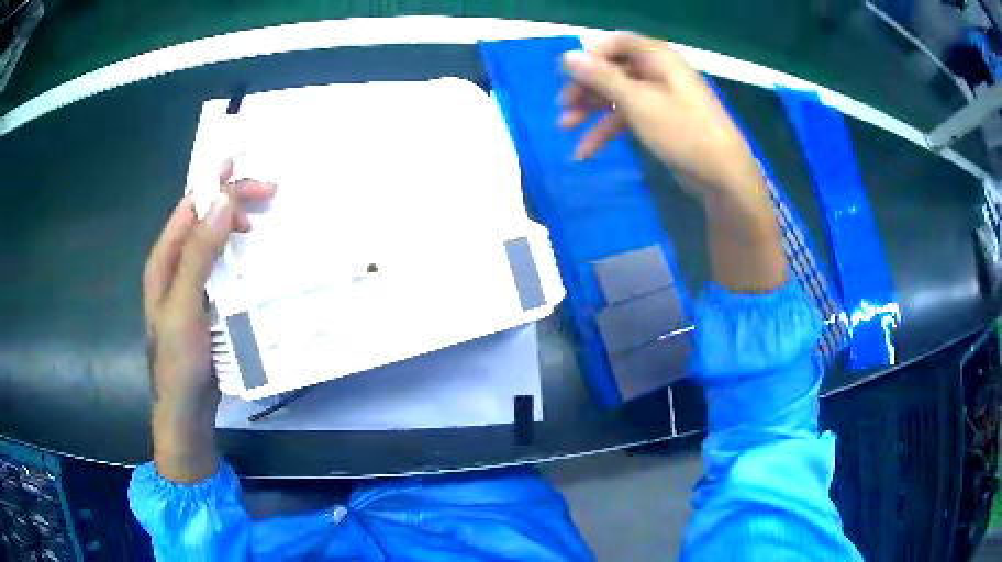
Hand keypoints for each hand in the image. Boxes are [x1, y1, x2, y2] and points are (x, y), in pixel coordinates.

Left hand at [142, 162, 274, 481]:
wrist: (186, 409)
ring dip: (237, 223)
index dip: (218, 184)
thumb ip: (200, 253)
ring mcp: (191, 283)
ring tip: (264, 220)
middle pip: (204, 217)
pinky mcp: (206, 300)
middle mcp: (176, 264)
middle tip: (270, 195)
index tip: (252, 176)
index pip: (192, 206)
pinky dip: (239, 252)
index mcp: (165, 259)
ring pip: (214, 238)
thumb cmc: (180, 359)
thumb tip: (223, 201)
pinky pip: (222, 264)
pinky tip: (254, 256)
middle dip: (233, 200)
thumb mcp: (186, 305)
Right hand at [560, 32, 785, 292]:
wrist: (724, 176)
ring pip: (618, 95)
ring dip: (592, 111)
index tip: (567, 76)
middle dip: (586, 88)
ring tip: (566, 129)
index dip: (590, 56)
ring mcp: (661, 98)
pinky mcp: (662, 121)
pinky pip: (630, 117)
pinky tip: (587, 151)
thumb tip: (567, 56)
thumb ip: (601, 77)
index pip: (616, 43)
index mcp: (658, 58)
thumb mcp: (638, 102)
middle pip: (614, 70)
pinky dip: (608, 130)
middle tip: (563, 108)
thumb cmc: (683, 131)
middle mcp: (659, 72)